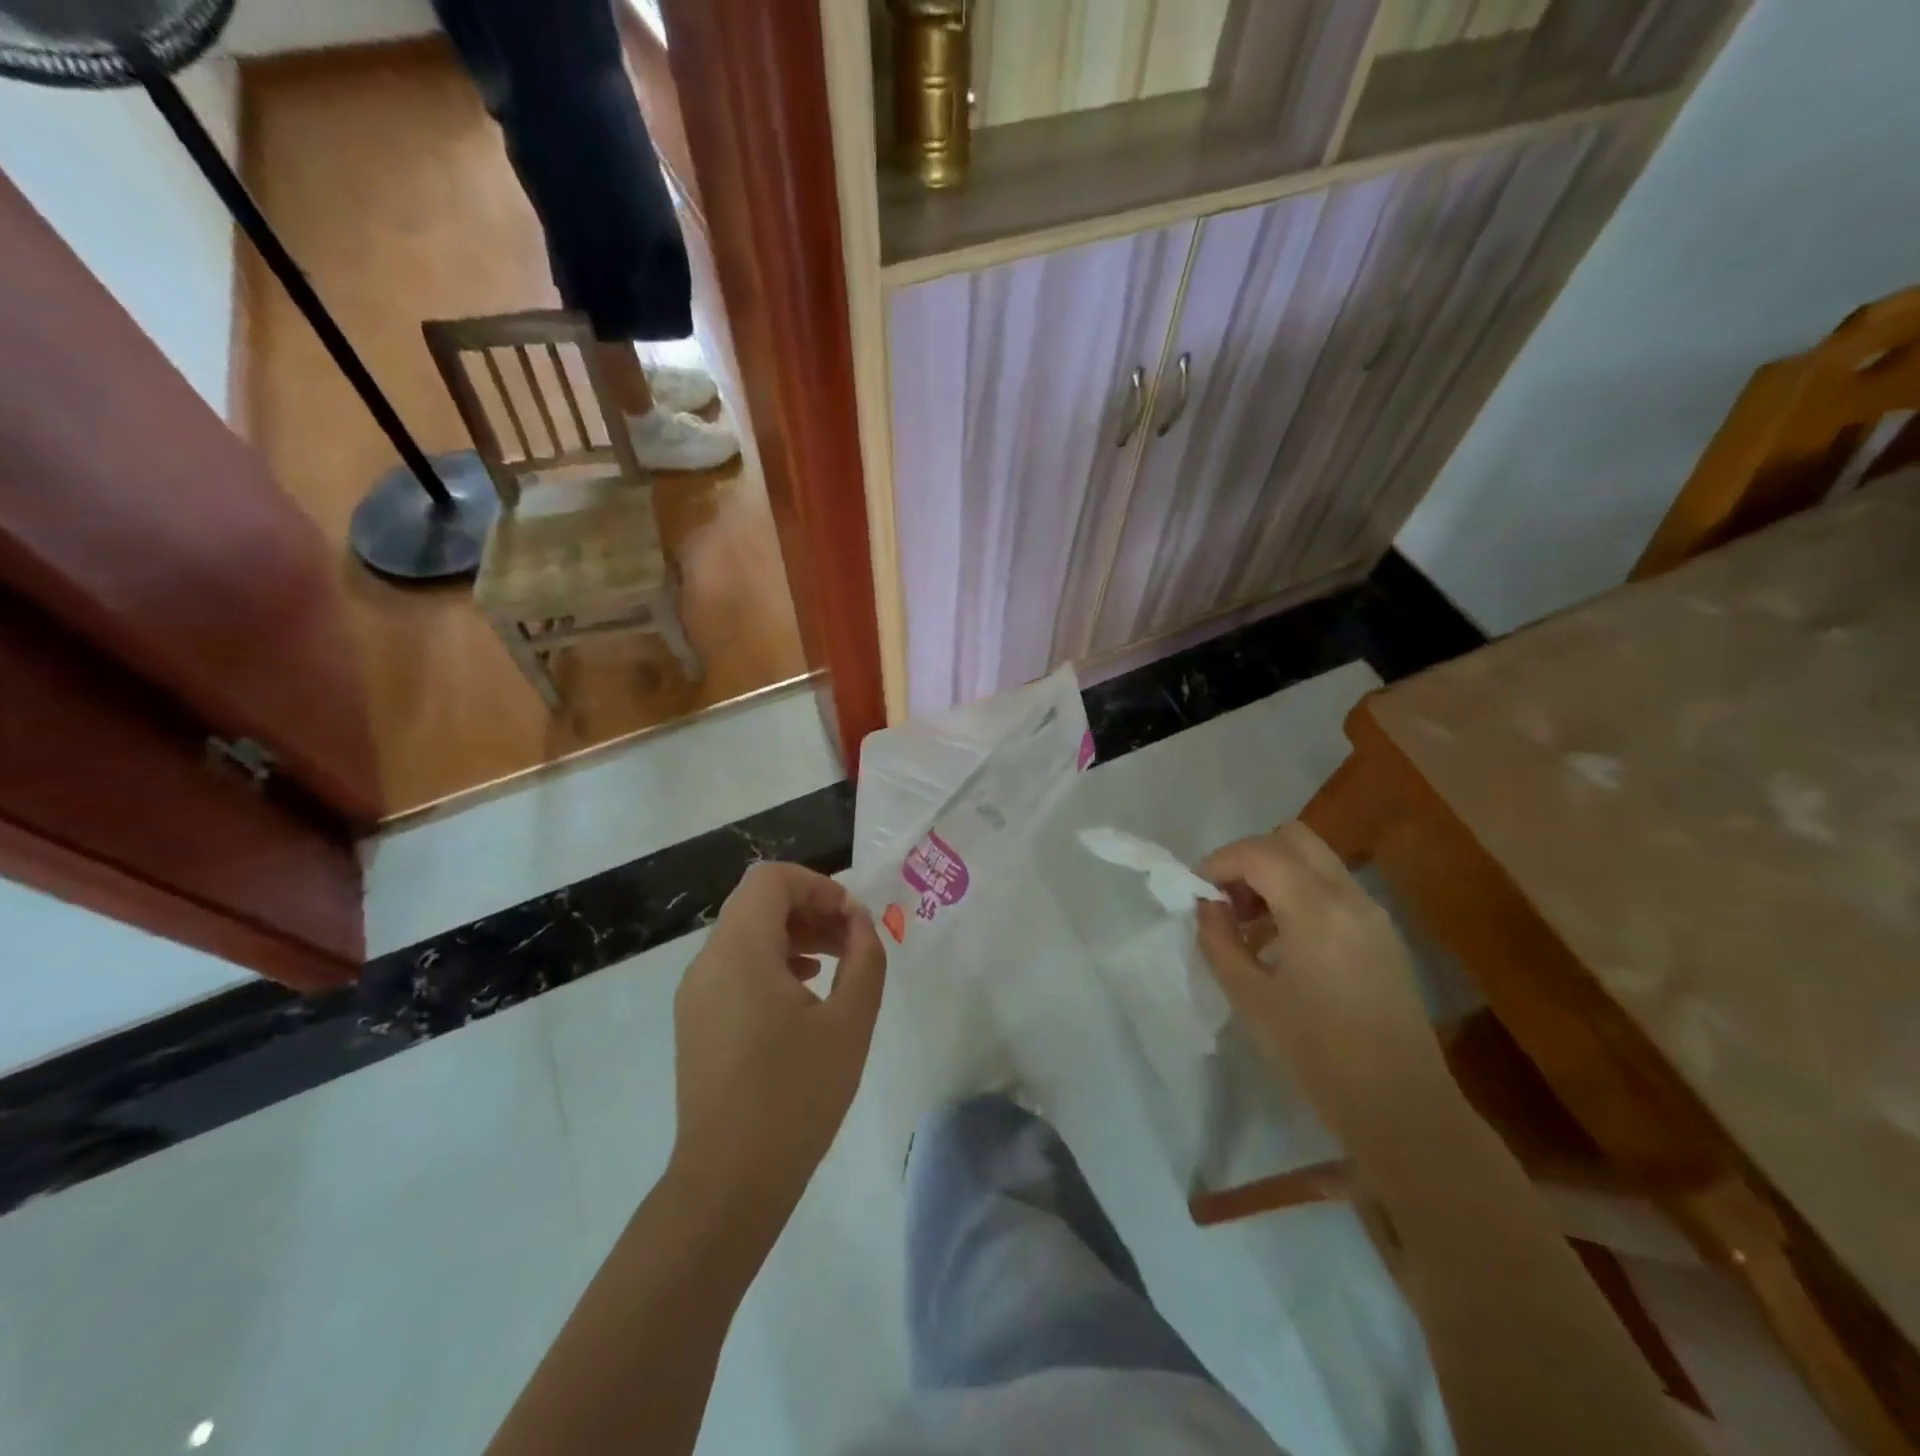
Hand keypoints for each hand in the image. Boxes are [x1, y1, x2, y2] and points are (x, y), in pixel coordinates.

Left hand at [668, 863, 886, 1214]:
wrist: (729, 1183)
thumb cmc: (796, 1096)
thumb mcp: (850, 1022)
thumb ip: (864, 957)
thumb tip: (859, 921)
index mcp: (740, 952)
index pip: (771, 879)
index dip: (817, 885)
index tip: (851, 919)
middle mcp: (708, 962)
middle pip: (758, 903)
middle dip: (810, 909)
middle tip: (853, 941)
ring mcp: (696, 993)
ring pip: (746, 934)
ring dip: (794, 935)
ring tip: (836, 965)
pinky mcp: (695, 1020)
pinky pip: (734, 967)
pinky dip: (771, 962)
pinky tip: (804, 993)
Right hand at [1195, 823, 1443, 1130]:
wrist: (1402, 1108)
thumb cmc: (1316, 1055)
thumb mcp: (1250, 997)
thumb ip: (1219, 940)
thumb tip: (1208, 906)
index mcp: (1316, 909)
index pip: (1258, 852)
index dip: (1218, 862)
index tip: (1196, 893)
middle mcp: (1349, 897)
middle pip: (1292, 838)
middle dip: (1249, 858)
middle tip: (1227, 900)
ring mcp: (1373, 914)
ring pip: (1315, 860)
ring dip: (1275, 874)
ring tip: (1251, 926)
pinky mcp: (1383, 935)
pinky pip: (1333, 888)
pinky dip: (1300, 893)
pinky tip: (1285, 943)